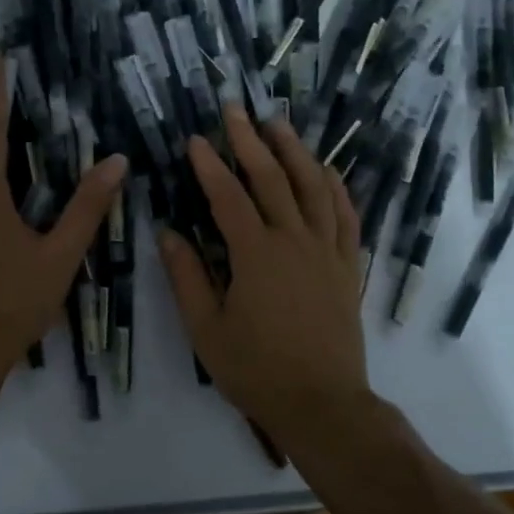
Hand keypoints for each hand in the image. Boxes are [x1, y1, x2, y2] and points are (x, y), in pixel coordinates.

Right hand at [158, 106, 373, 442]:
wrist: (322, 403)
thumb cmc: (256, 370)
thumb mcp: (206, 329)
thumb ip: (186, 277)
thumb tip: (167, 232)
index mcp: (256, 255)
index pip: (229, 197)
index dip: (209, 165)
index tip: (194, 139)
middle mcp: (295, 241)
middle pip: (273, 179)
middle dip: (250, 140)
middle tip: (234, 110)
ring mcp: (327, 251)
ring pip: (314, 187)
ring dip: (295, 151)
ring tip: (278, 123)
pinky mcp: (347, 266)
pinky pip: (346, 215)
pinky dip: (336, 187)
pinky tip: (326, 169)